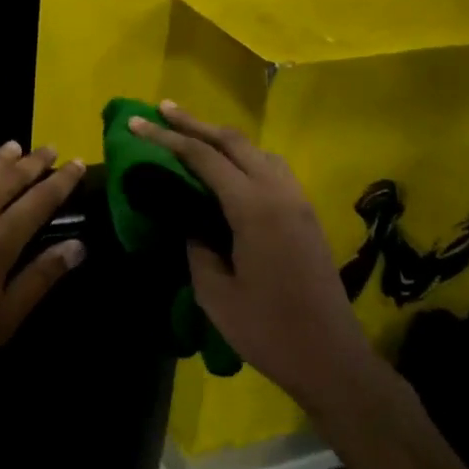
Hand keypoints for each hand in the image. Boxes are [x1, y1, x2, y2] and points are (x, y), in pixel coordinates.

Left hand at [0, 135, 87, 403]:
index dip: (62, 180)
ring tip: (15, 146)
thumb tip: (78, 246)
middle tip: (51, 148)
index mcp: (1, 238)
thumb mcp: (1, 319)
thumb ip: (40, 278)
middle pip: (11, 176)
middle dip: (35, 161)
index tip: (78, 163)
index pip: (41, 200)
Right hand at [129, 103, 366, 405]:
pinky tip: (229, 170)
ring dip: (223, 138)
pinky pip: (272, 169)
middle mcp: (279, 194)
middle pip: (234, 142)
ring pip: (257, 151)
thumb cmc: (267, 330)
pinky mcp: (306, 216)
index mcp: (254, 208)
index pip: (204, 158)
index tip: (137, 122)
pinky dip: (244, 157)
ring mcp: (298, 203)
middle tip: (161, 110)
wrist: (331, 358)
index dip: (167, 137)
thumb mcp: (214, 292)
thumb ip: (197, 247)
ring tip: (192, 134)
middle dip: (195, 123)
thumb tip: (189, 222)